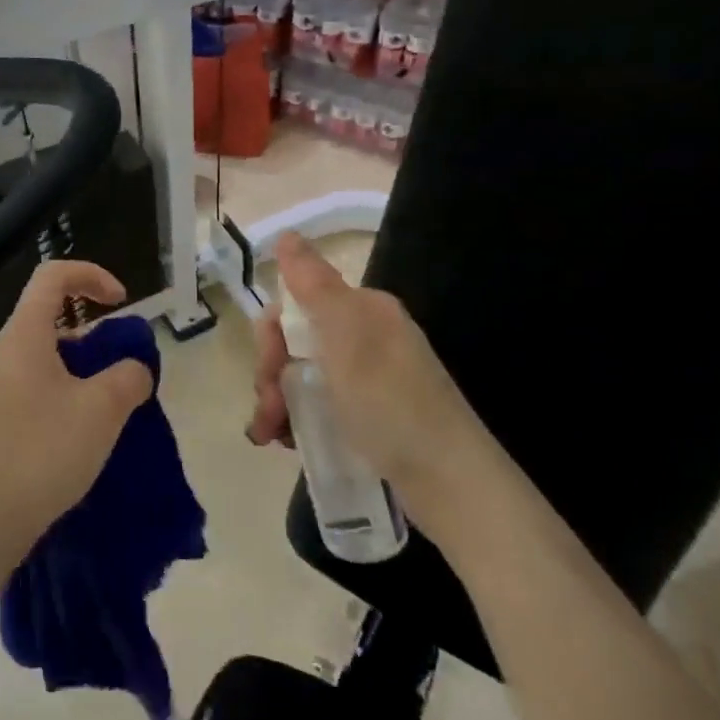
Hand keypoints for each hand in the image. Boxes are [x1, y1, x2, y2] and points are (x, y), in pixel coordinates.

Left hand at [0, 260, 154, 545]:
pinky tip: (81, 434)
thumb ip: (128, 377)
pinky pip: (34, 388)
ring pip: (44, 357)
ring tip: (108, 407)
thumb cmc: (43, 451)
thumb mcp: (102, 410)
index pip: (52, 276)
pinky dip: (64, 394)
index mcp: (24, 336)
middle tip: (120, 367)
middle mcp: (4, 353)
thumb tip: (134, 369)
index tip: (121, 302)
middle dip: (92, 332)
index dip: (91, 274)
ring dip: (81, 369)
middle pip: (49, 317)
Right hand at [248, 233, 498, 535]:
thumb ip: (313, 284)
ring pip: (302, 377)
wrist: (450, 484)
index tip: (268, 370)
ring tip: (271, 437)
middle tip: (269, 413)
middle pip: (296, 342)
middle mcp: (366, 338)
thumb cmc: (391, 404)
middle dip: (272, 374)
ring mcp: (368, 379)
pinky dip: (296, 420)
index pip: (297, 305)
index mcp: (363, 311)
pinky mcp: (370, 416)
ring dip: (277, 402)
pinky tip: (287, 443)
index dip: (272, 336)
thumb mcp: (346, 337)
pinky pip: (319, 406)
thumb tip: (288, 235)